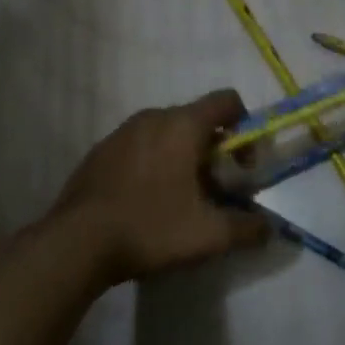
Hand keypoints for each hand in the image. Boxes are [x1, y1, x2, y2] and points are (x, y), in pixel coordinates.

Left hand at [51, 89, 268, 285]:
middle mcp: (152, 117)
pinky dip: (152, 164)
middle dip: (213, 150)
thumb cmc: (151, 228)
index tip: (243, 165)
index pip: (227, 101)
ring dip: (181, 157)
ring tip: (179, 198)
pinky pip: (138, 147)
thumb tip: (268, 228)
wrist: (76, 243)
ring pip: (165, 133)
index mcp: (182, 125)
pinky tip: (146, 202)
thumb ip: (247, 228)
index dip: (245, 127)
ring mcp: (120, 133)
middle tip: (214, 190)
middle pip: (196, 119)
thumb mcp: (209, 235)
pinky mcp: (99, 152)